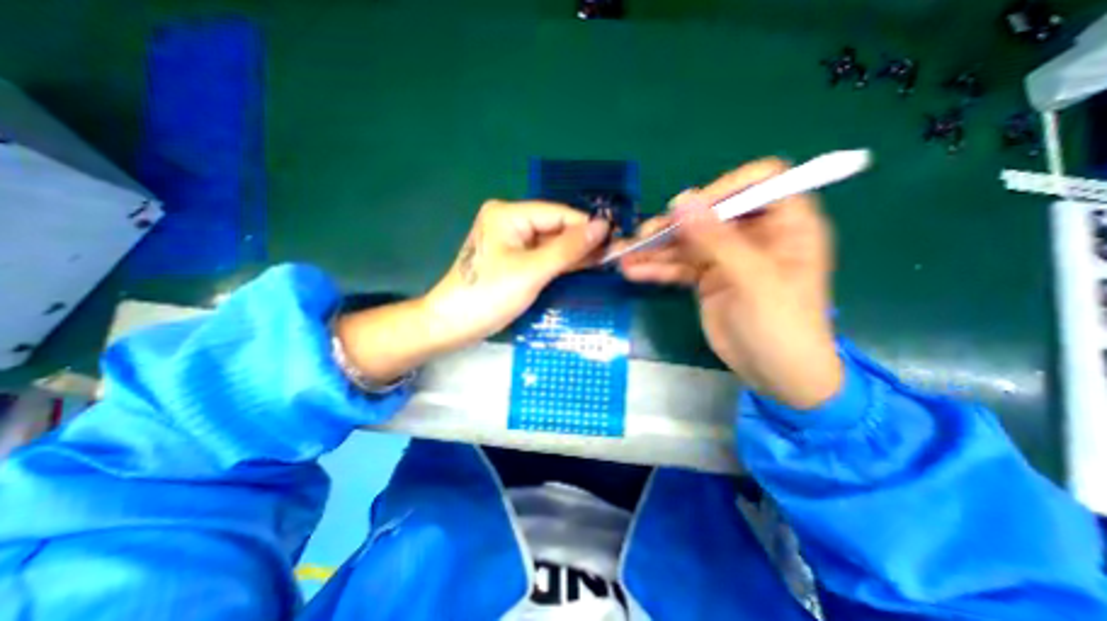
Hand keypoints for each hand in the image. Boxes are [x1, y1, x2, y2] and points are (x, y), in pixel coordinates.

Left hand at [424, 201, 612, 348]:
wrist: (454, 325)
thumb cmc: (489, 295)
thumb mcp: (532, 270)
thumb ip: (568, 248)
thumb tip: (602, 226)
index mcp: (508, 214)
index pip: (557, 214)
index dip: (586, 226)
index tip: (614, 240)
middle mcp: (510, 221)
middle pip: (555, 228)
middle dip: (581, 242)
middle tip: (612, 255)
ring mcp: (511, 241)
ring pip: (551, 243)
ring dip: (574, 253)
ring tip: (604, 261)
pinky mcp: (513, 259)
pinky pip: (543, 256)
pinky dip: (561, 263)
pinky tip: (583, 266)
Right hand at [615, 157, 838, 409]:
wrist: (775, 374)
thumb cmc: (782, 326)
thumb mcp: (753, 279)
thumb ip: (716, 239)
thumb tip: (681, 200)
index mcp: (785, 224)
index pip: (758, 183)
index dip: (724, 188)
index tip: (689, 208)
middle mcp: (754, 234)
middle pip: (710, 214)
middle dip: (674, 225)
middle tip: (642, 236)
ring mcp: (727, 256)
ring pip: (687, 242)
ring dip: (655, 248)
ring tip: (623, 255)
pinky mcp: (707, 278)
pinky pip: (678, 266)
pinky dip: (656, 268)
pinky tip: (632, 271)